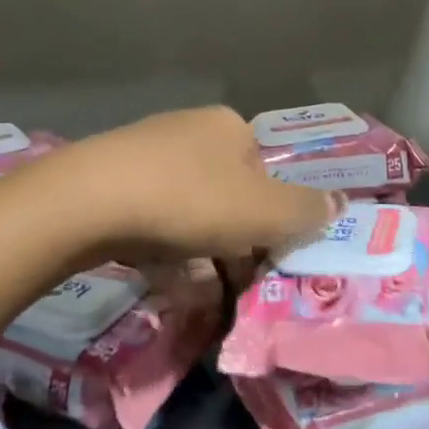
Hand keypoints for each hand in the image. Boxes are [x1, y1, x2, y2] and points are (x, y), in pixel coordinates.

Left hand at [35, 106, 342, 266]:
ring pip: (190, 213)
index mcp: (231, 128)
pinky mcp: (112, 179)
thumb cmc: (189, 200)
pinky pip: (153, 220)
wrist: (88, 200)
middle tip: (234, 289)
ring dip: (202, 257)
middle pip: (229, 196)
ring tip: (201, 300)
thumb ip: (305, 210)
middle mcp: (192, 131)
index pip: (267, 177)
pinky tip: (164, 283)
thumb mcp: (262, 212)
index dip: (272, 222)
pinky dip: (165, 253)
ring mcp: (148, 153)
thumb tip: (340, 203)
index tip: (265, 263)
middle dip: (235, 246)